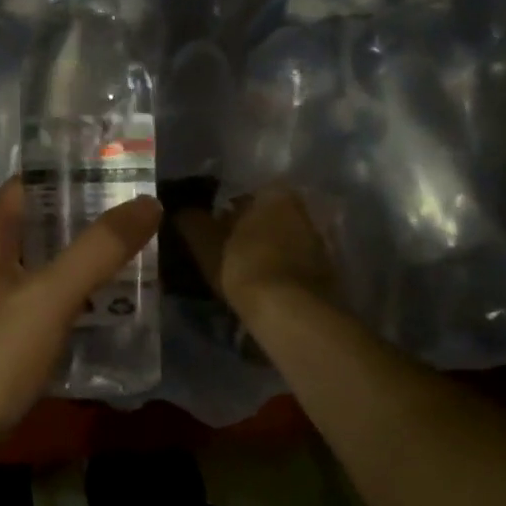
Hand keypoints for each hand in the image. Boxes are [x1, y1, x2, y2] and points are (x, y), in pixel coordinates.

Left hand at [0, 180, 161, 460]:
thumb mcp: (50, 297)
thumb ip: (98, 250)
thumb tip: (148, 203)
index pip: (29, 185)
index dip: (72, 176)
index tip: (120, 175)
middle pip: (37, 226)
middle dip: (84, 221)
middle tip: (138, 220)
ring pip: (39, 266)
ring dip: (78, 262)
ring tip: (131, 260)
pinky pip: (35, 302)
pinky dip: (66, 297)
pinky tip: (100, 309)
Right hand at [174, 186, 342, 325]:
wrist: (291, 311)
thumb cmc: (245, 265)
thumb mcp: (206, 243)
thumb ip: (191, 222)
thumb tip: (180, 211)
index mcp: (275, 194)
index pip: (242, 197)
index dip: (222, 215)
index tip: (208, 234)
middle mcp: (301, 210)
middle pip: (264, 218)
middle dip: (245, 232)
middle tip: (221, 253)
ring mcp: (317, 241)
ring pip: (279, 241)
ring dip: (262, 252)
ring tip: (239, 274)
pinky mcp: (325, 270)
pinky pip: (292, 263)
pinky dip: (277, 270)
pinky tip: (261, 287)